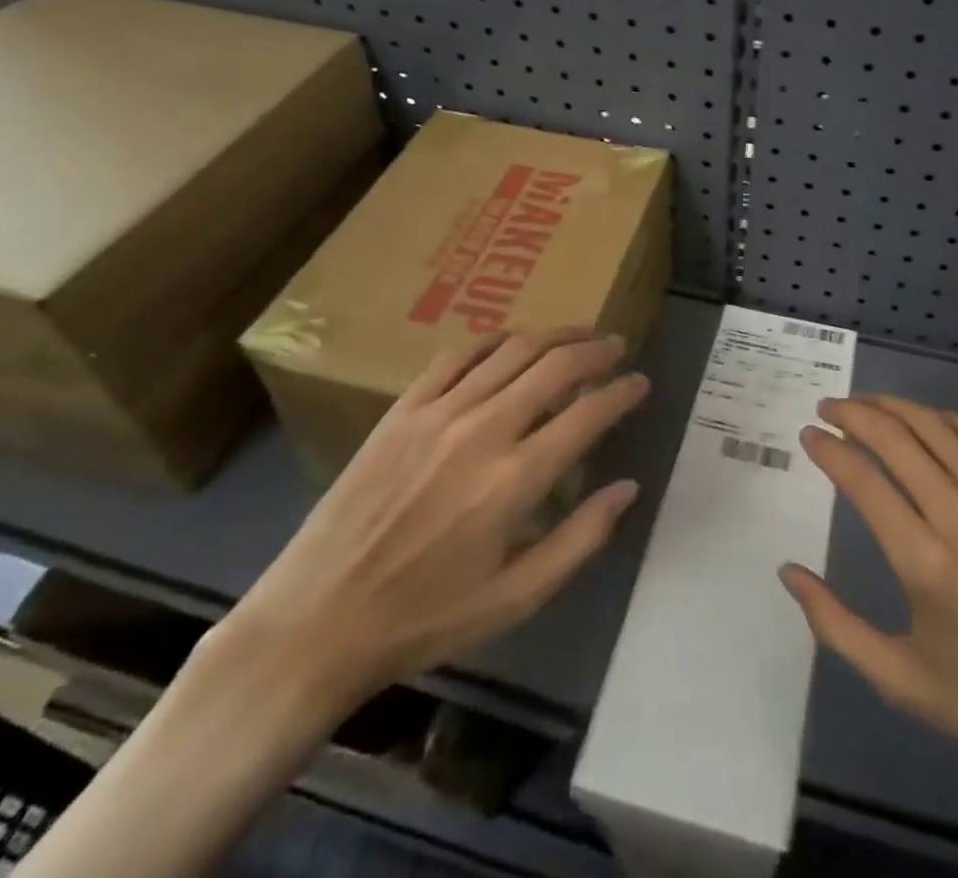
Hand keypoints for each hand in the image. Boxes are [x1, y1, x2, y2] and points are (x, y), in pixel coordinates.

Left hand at [219, 328, 648, 717]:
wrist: (316, 622)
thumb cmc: (425, 619)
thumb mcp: (515, 600)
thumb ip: (581, 539)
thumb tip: (628, 488)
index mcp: (515, 480)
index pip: (588, 413)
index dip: (622, 392)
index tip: (640, 383)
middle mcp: (483, 431)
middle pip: (554, 365)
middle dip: (595, 350)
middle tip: (616, 346)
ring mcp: (438, 413)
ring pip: (511, 350)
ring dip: (552, 336)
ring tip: (577, 336)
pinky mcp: (402, 410)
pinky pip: (458, 356)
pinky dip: (494, 341)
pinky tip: (511, 342)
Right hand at [782, 395, 957, 877]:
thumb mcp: (898, 681)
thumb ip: (834, 624)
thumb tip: (788, 571)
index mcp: (926, 564)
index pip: (863, 481)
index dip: (829, 450)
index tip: (808, 435)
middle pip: (897, 439)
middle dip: (854, 414)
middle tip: (828, 409)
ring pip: (938, 429)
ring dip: (895, 407)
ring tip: (865, 404)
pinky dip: (947, 418)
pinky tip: (927, 420)